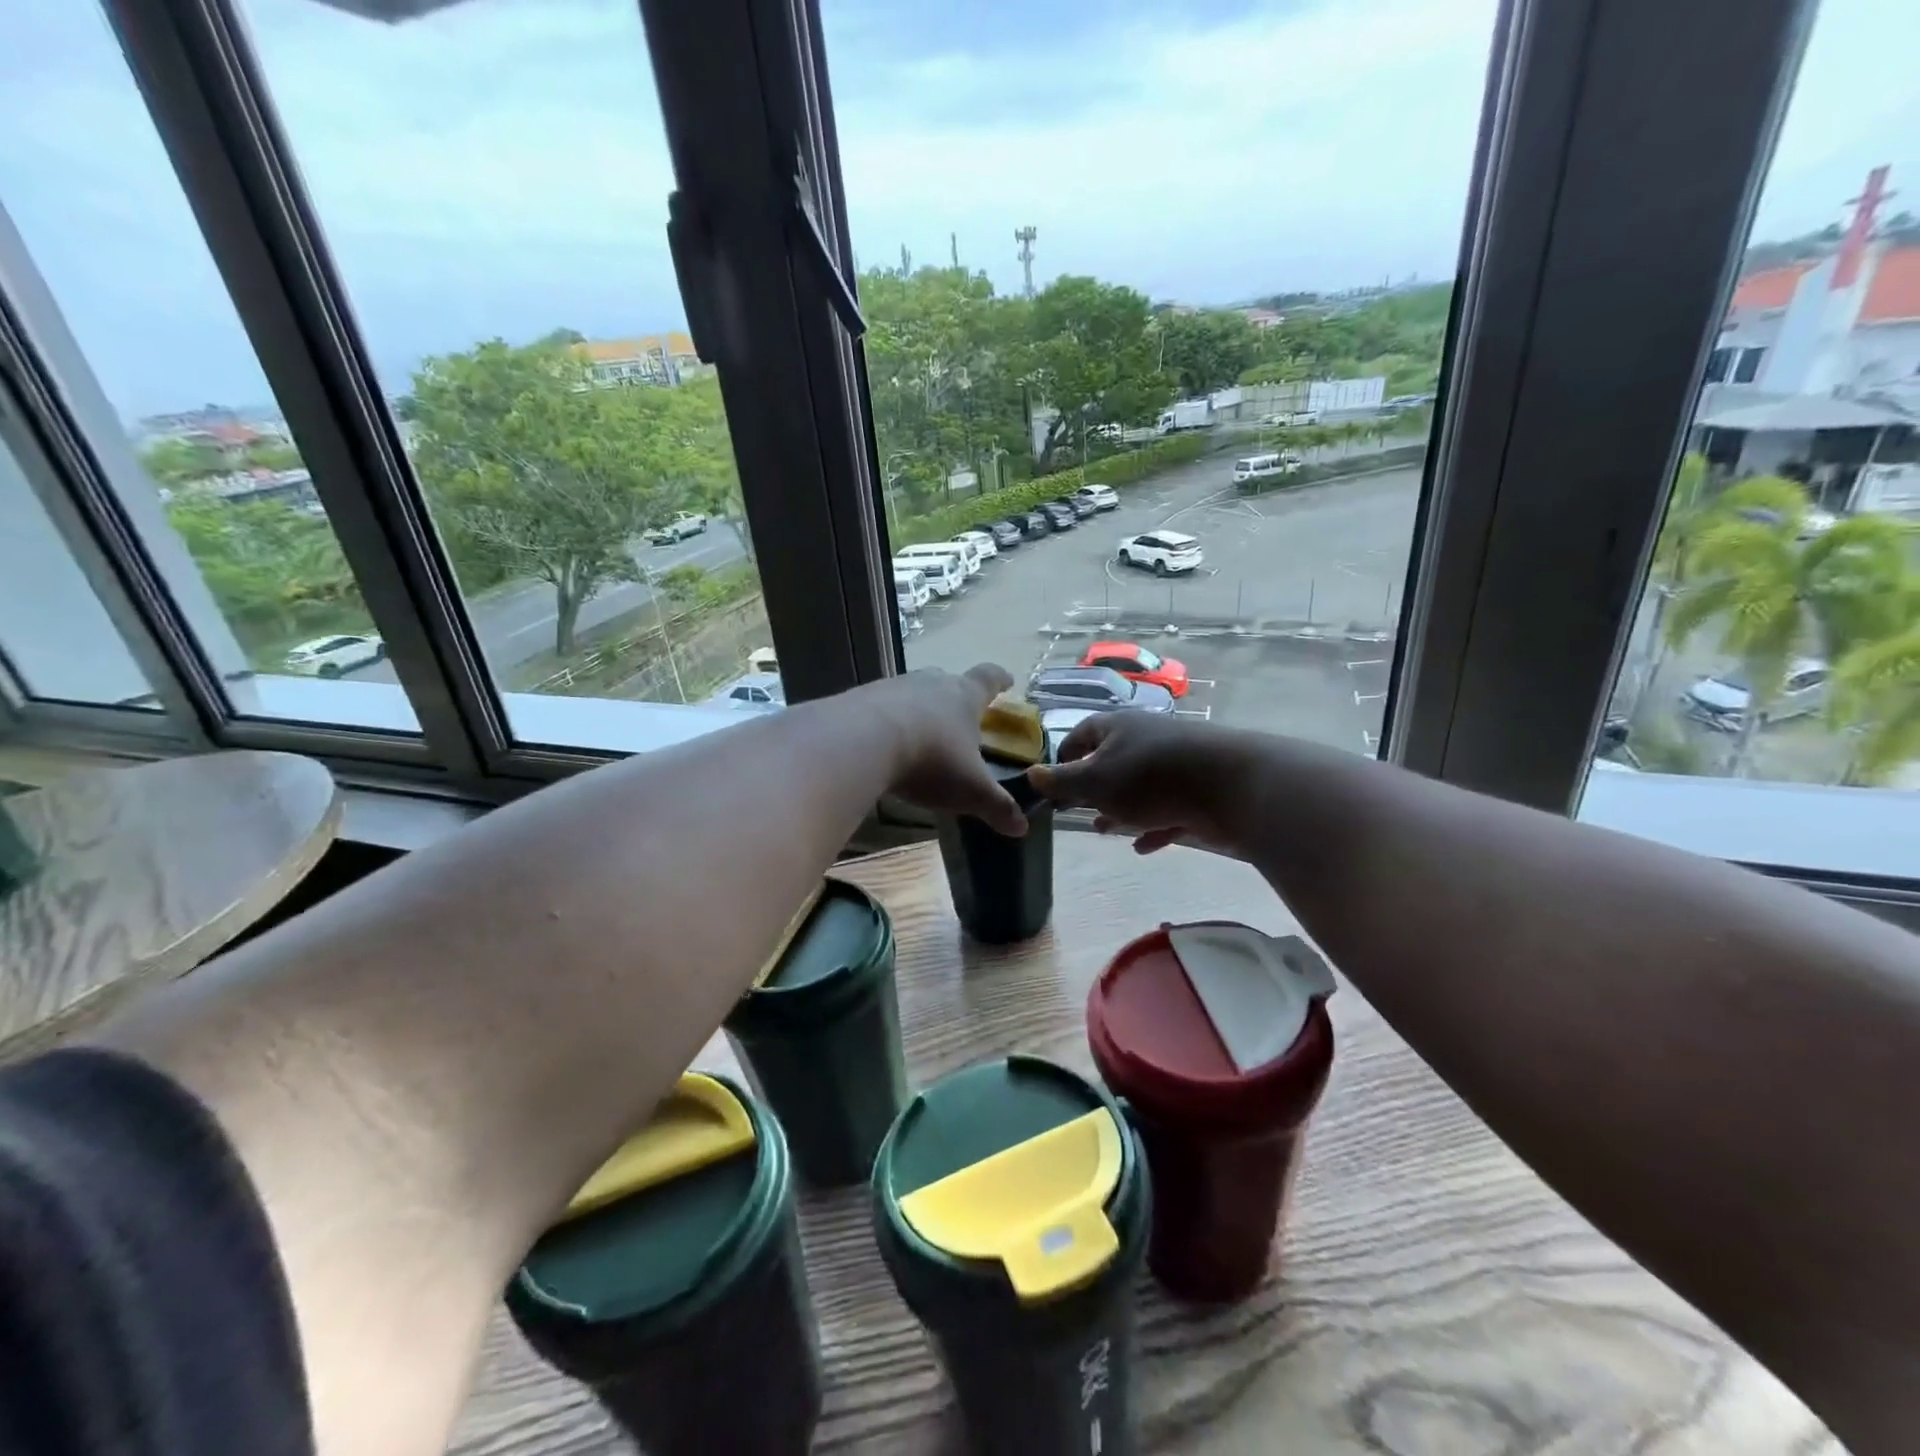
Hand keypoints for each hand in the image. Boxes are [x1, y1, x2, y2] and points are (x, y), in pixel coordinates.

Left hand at [864, 665, 1028, 836]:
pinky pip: (879, 707)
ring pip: (912, 692)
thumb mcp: (969, 789)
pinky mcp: (859, 699)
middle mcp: (930, 683)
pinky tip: (883, 743)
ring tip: (920, 732)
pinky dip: (887, 722)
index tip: (1007, 680)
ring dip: (918, 709)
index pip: (989, 679)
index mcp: (964, 695)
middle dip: (955, 696)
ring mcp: (892, 687)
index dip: (999, 680)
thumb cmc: (930, 759)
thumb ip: (996, 806)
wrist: (860, 741)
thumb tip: (1022, 827)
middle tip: (960, 714)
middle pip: (947, 681)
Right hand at [1027, 712, 1254, 855]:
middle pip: (1111, 761)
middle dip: (1092, 788)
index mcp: (1116, 728)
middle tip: (1075, 811)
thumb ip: (1062, 782)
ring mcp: (1175, 764)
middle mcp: (1145, 740)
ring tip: (1104, 830)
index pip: (1081, 734)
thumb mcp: (1094, 782)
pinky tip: (1143, 847)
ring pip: (1139, 788)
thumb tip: (1031, 774)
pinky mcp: (1198, 791)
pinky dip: (1153, 825)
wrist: (1229, 785)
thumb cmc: (1149, 779)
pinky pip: (1168, 809)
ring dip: (1120, 809)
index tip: (1052, 783)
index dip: (1063, 757)